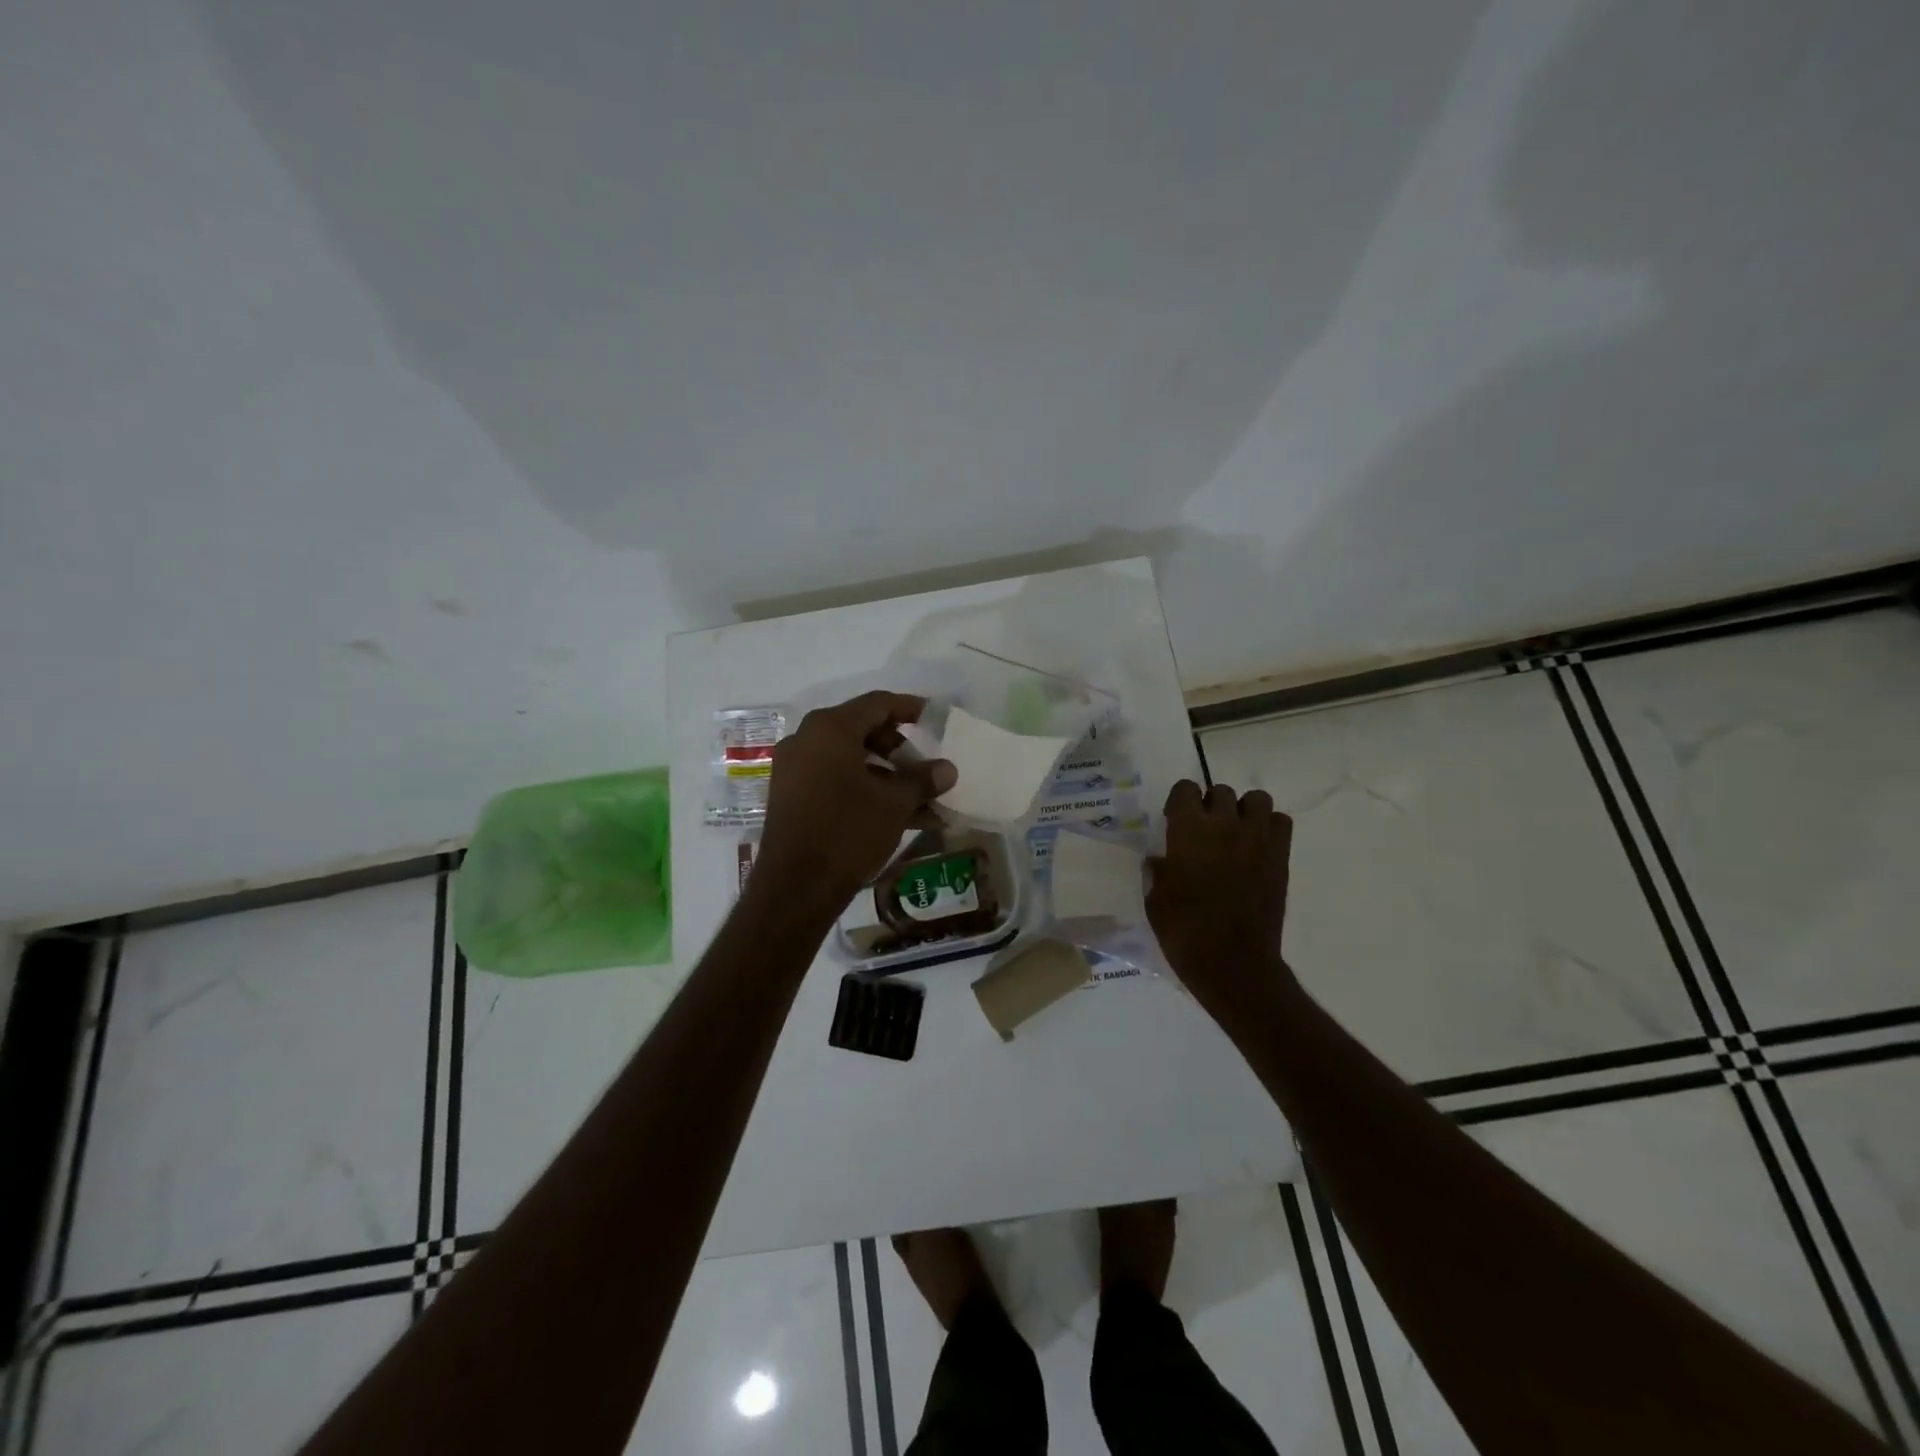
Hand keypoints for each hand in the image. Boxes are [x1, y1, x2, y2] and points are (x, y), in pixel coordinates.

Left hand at [755, 691, 957, 906]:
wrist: (796, 888)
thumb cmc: (848, 831)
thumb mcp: (894, 804)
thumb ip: (922, 780)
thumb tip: (947, 769)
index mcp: (830, 729)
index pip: (877, 704)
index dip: (909, 708)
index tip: (933, 717)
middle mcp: (806, 740)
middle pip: (862, 729)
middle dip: (899, 748)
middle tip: (925, 766)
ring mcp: (795, 769)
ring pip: (850, 759)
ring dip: (887, 775)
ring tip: (921, 800)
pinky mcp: (792, 797)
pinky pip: (835, 781)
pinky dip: (865, 790)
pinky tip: (899, 817)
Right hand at [1146, 780, 1292, 1008]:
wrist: (1233, 963)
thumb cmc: (1184, 932)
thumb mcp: (1155, 899)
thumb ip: (1157, 871)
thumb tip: (1160, 860)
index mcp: (1187, 831)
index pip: (1185, 788)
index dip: (1178, 800)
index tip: (1174, 819)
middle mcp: (1224, 825)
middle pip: (1220, 791)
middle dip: (1210, 804)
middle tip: (1204, 829)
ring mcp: (1257, 840)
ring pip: (1257, 799)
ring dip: (1244, 809)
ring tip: (1235, 832)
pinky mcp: (1280, 858)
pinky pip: (1281, 822)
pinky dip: (1270, 827)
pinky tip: (1257, 847)